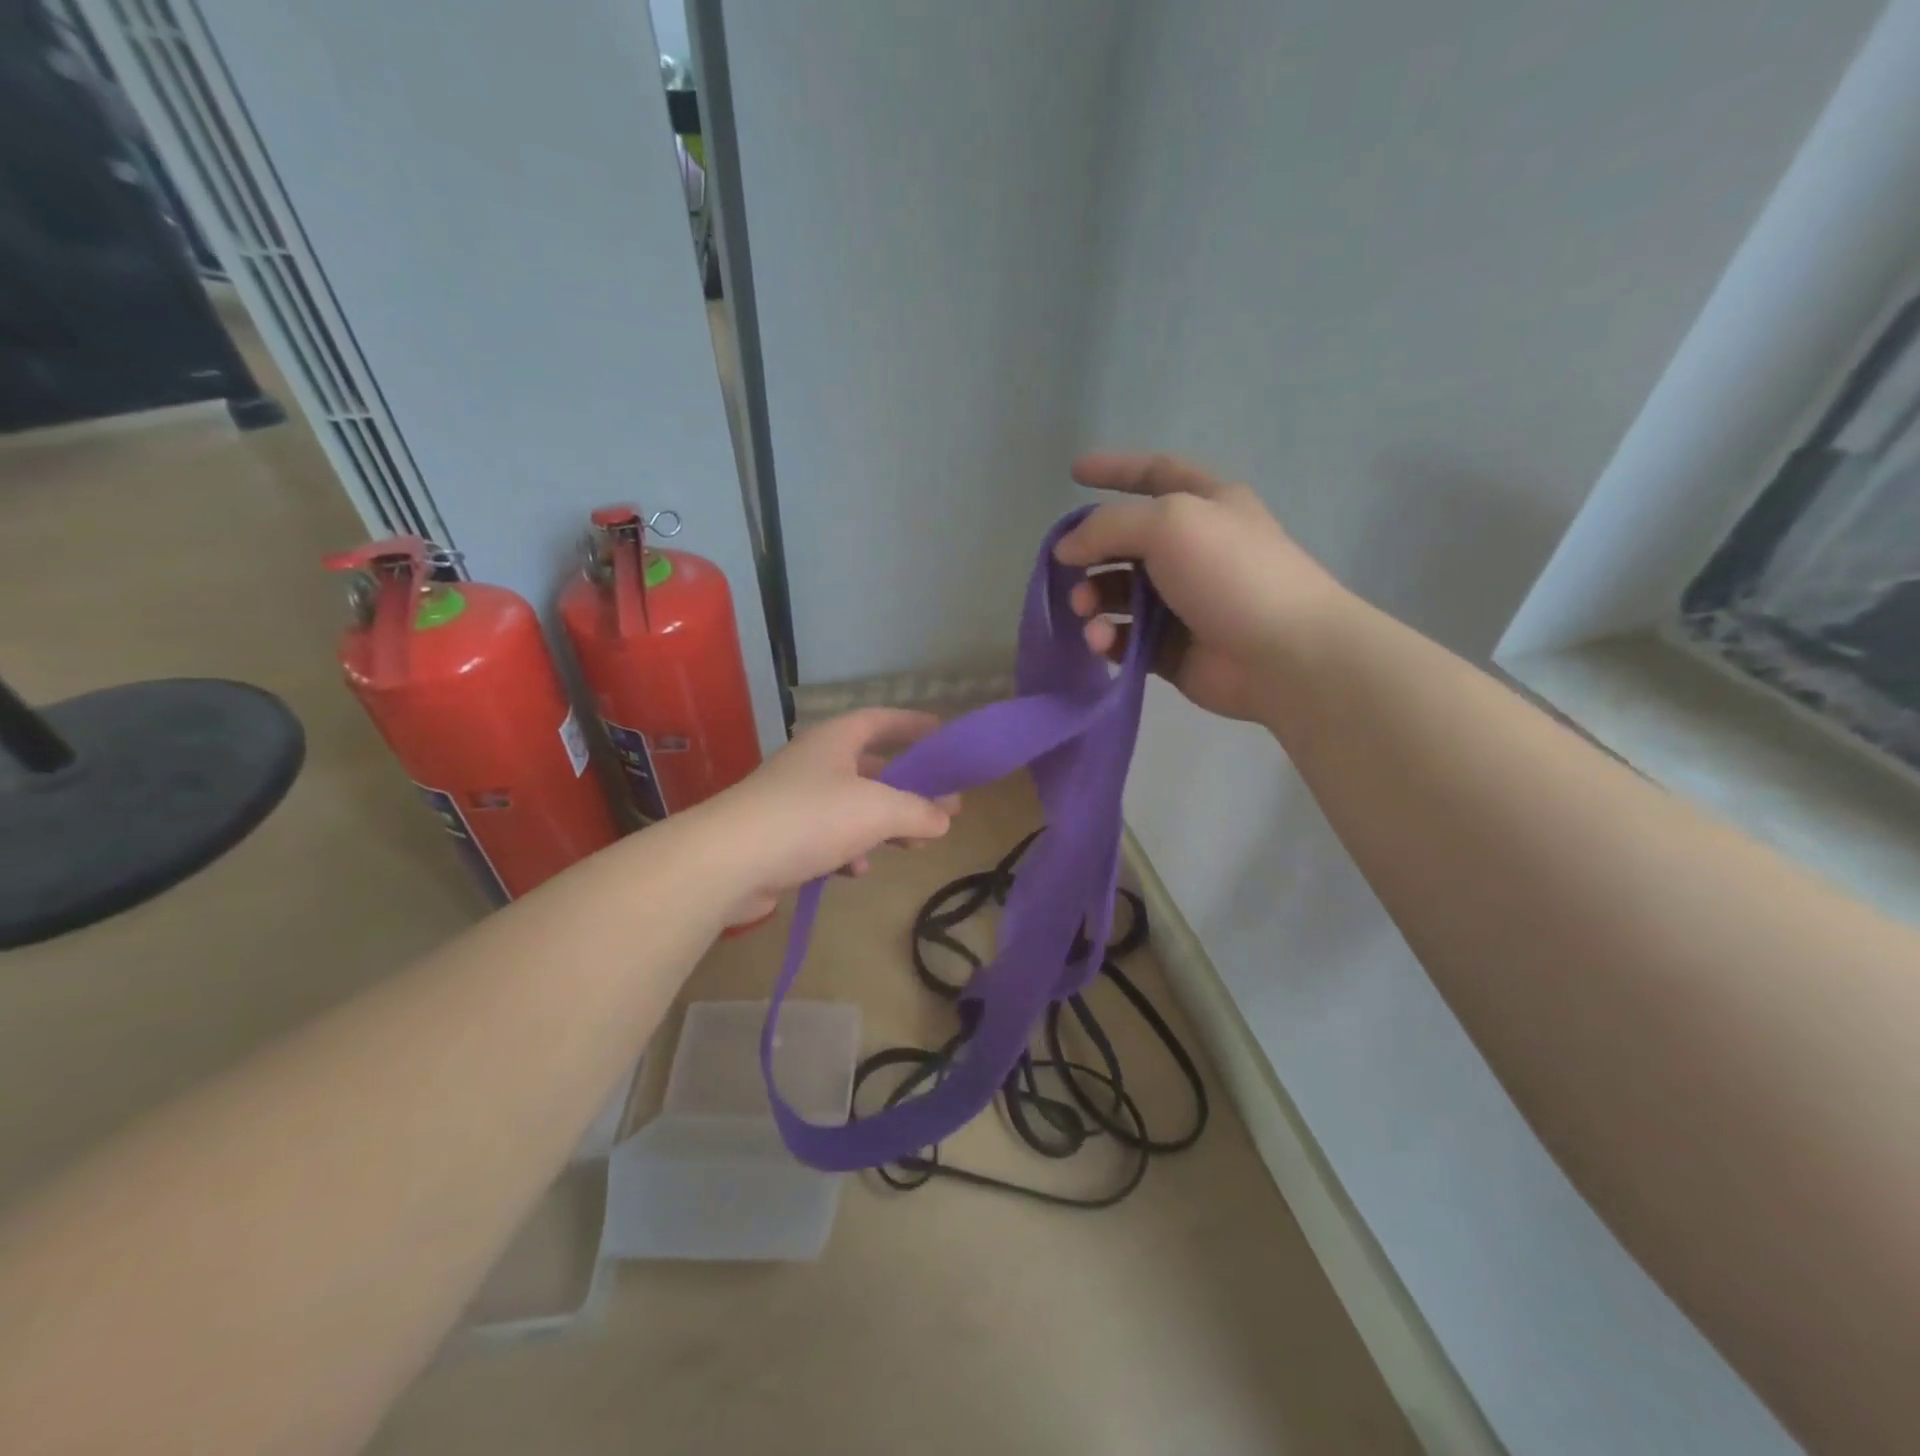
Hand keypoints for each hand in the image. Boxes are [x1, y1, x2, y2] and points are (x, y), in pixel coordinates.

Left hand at [696, 708, 959, 924]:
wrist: (728, 862)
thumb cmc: (810, 818)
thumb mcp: (878, 810)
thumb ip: (918, 811)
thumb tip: (945, 817)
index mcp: (835, 741)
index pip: (880, 720)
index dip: (912, 724)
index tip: (942, 734)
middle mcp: (814, 764)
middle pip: (871, 768)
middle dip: (908, 788)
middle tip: (943, 806)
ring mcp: (794, 801)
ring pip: (852, 807)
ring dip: (884, 825)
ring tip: (913, 845)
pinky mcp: (781, 837)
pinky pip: (827, 838)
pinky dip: (849, 851)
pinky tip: (857, 871)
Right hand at [1054, 452, 1349, 722]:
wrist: (1283, 654)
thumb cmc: (1231, 573)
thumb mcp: (1169, 523)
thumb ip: (1108, 526)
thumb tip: (1066, 548)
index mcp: (1205, 506)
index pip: (1154, 473)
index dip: (1115, 469)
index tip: (1073, 472)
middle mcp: (1192, 550)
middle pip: (1126, 542)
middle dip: (1091, 553)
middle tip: (1066, 570)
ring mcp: (1181, 602)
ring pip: (1119, 593)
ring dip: (1093, 599)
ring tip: (1085, 611)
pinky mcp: (1170, 648)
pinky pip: (1125, 637)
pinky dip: (1107, 638)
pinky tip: (1102, 642)